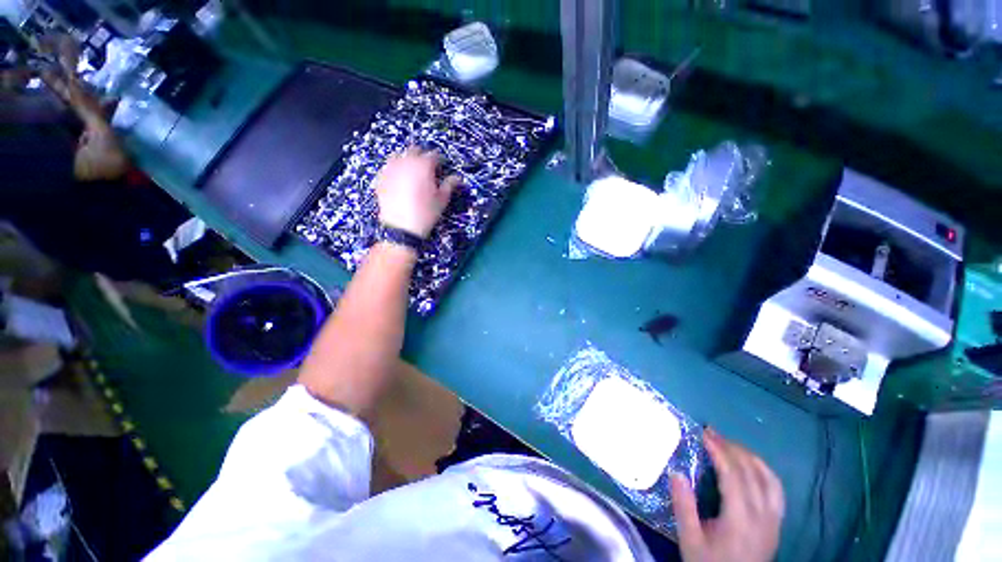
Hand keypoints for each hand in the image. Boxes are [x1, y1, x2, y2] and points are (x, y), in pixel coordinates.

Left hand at [374, 147, 458, 238]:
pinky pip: (388, 167)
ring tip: (411, 173)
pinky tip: (398, 180)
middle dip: (422, 157)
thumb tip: (457, 178)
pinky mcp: (380, 177)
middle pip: (415, 150)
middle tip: (427, 170)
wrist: (402, 227)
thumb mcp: (442, 200)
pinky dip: (394, 169)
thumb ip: (449, 185)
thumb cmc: (426, 213)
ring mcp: (391, 168)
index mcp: (423, 165)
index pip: (434, 155)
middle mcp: (406, 161)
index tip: (442, 168)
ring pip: (399, 155)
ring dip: (407, 160)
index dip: (439, 161)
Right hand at [671, 428, 783, 561]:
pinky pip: (777, 490)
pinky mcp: (777, 524)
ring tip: (730, 444)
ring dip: (749, 456)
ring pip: (769, 479)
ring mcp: (774, 520)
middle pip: (752, 472)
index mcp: (740, 519)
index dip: (719, 451)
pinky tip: (752, 465)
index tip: (704, 434)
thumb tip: (676, 472)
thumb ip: (684, 507)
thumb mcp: (690, 540)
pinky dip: (765, 471)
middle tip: (712, 433)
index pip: (733, 476)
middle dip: (731, 448)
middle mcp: (763, 516)